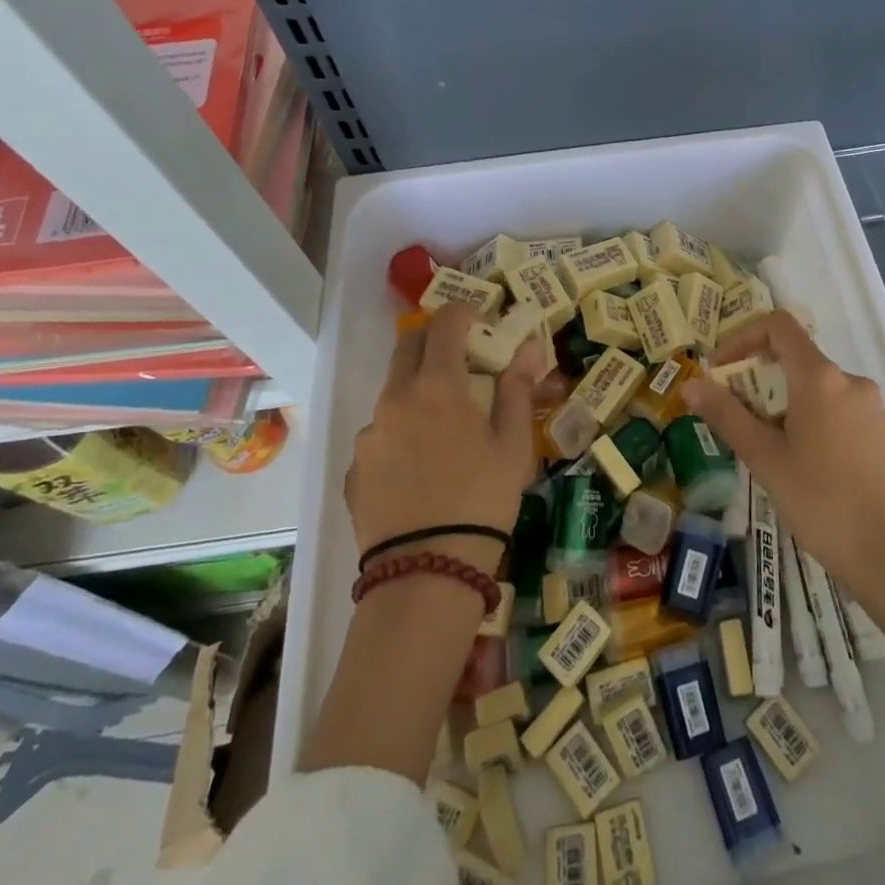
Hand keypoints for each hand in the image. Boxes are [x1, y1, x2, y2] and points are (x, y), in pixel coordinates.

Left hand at [344, 303, 540, 571]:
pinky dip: (401, 433)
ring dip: (417, 390)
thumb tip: (529, 347)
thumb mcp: (513, 444)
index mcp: (437, 385)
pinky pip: (380, 435)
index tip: (479, 317)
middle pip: (408, 347)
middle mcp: (395, 399)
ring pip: (393, 393)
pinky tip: (420, 467)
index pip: (444, 323)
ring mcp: (369, 434)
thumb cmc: (483, 499)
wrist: (427, 573)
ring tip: (443, 426)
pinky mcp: (355, 469)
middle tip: (460, 356)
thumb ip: (517, 388)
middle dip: (433, 340)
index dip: (463, 311)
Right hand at [682, 310, 884, 678]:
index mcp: (820, 378)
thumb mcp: (766, 458)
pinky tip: (805, 468)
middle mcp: (851, 382)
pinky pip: (839, 412)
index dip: (743, 337)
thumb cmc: (822, 503)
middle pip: (797, 359)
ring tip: (768, 450)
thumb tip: (691, 384)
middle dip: (760, 379)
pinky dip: (813, 421)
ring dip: (785, 405)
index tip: (721, 369)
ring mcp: (873, 408)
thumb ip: (727, 415)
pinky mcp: (884, 435)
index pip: (779, 326)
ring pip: (818, 389)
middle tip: (737, 418)